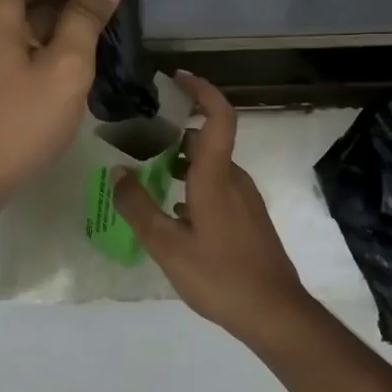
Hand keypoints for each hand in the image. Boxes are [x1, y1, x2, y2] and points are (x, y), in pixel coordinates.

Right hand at [111, 72, 314, 343]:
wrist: (275, 313)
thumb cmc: (220, 276)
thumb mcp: (167, 246)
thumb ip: (138, 207)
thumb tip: (117, 172)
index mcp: (216, 177)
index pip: (217, 117)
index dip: (201, 91)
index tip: (177, 78)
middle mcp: (233, 179)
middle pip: (206, 139)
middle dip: (173, 131)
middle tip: (137, 136)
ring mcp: (244, 199)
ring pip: (209, 165)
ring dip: (180, 161)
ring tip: (146, 172)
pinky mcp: (247, 217)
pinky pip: (216, 186)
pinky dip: (192, 183)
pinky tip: (171, 209)